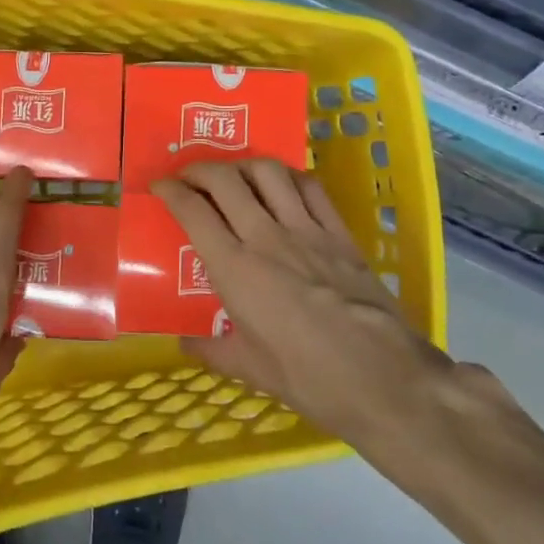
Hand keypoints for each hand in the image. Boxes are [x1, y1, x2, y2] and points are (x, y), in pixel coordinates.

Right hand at [155, 160, 454, 475]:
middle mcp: (266, 237)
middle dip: (199, 169)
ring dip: (243, 165)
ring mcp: (306, 231)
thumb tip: (184, 342)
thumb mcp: (249, 369)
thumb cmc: (308, 377)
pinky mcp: (340, 234)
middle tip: (189, 177)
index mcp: (235, 269)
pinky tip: (282, 185)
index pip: (193, 211)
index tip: (159, 187)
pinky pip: (311, 188)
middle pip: (225, 179)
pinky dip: (289, 176)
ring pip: (268, 172)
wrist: (384, 378)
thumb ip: (211, 350)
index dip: (170, 191)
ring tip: (233, 175)